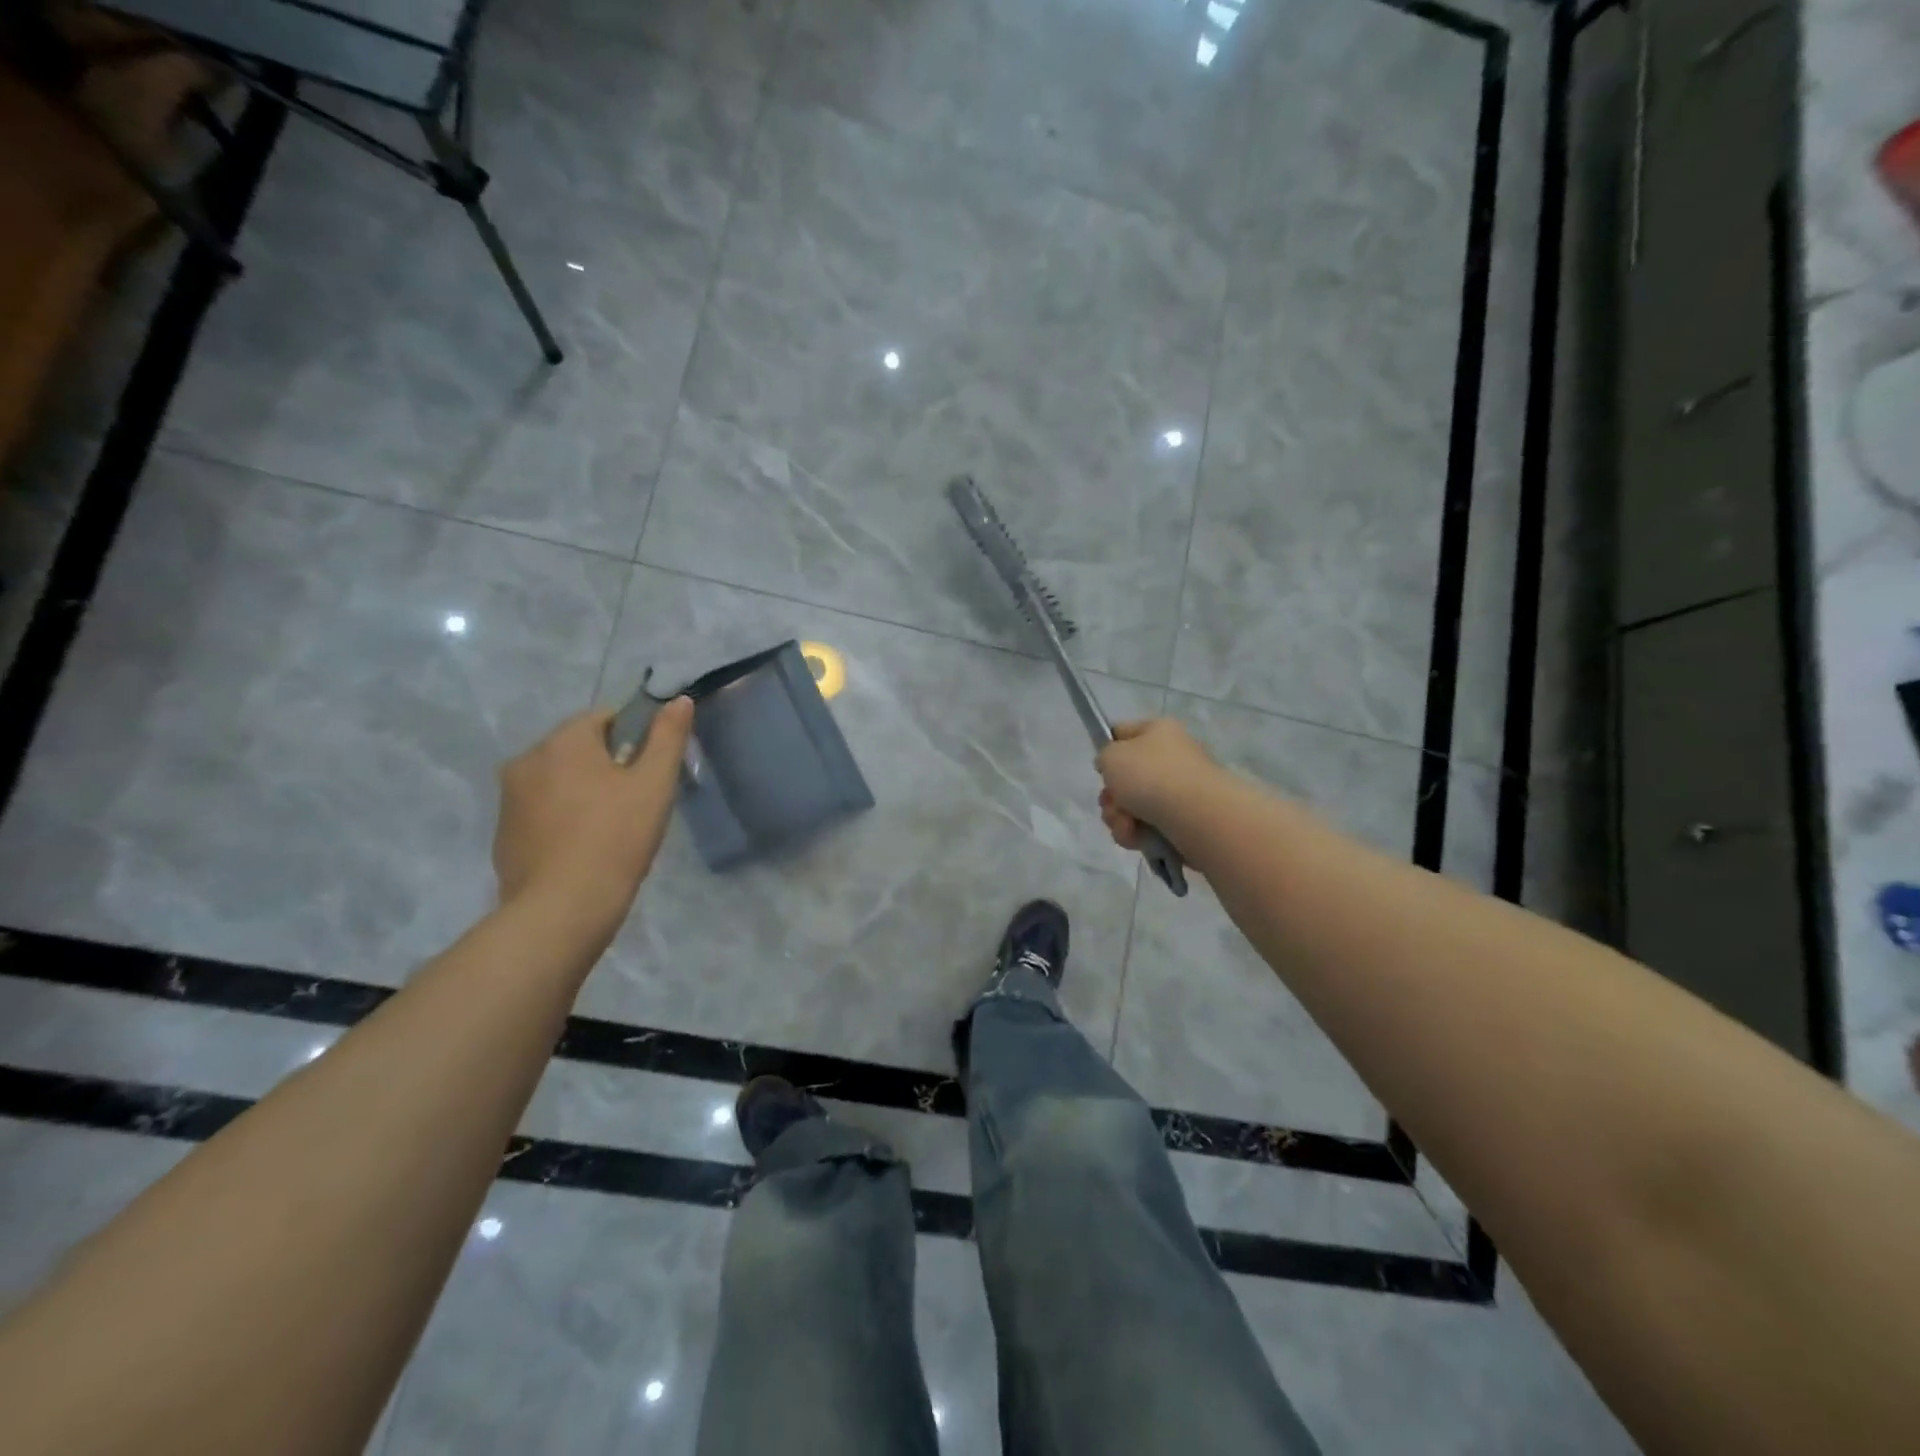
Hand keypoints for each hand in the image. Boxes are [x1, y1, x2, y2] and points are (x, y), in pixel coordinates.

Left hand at [493, 698, 694, 933]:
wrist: (563, 909)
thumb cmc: (616, 838)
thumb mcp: (655, 784)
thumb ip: (668, 737)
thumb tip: (679, 699)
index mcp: (563, 741)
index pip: (604, 717)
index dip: (634, 737)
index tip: (648, 770)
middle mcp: (527, 759)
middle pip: (578, 747)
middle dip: (606, 764)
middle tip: (634, 801)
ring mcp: (509, 797)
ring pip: (557, 778)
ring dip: (582, 790)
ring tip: (610, 828)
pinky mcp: (503, 832)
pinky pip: (541, 809)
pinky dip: (562, 817)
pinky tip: (583, 847)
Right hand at [1096, 718, 1219, 851]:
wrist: (1196, 816)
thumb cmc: (1150, 775)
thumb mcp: (1111, 756)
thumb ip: (1104, 757)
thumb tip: (1116, 769)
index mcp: (1158, 731)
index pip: (1122, 732)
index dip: (1107, 751)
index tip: (1101, 768)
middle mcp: (1171, 757)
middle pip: (1125, 777)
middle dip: (1111, 797)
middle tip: (1111, 803)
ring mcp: (1179, 790)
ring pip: (1132, 806)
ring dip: (1119, 818)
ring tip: (1127, 825)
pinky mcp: (1183, 820)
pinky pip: (1147, 826)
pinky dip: (1137, 833)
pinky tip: (1138, 837)